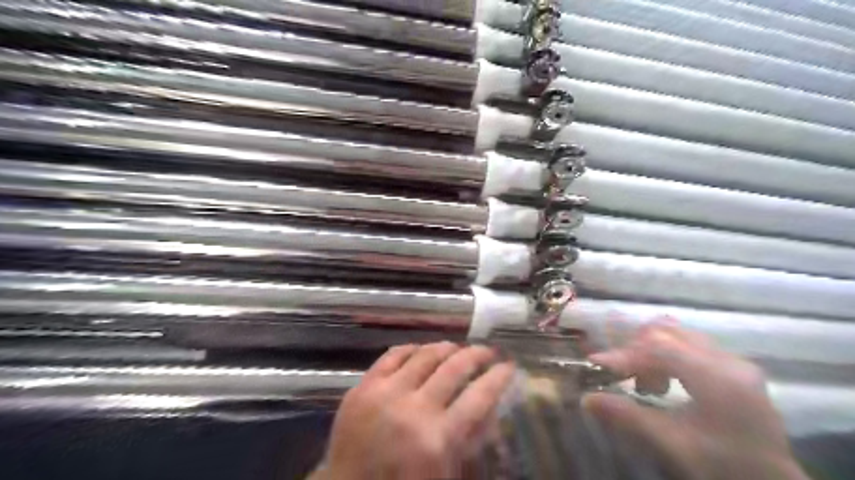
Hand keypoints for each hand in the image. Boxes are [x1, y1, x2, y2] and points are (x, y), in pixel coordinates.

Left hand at [314, 341, 512, 479]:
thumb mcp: (446, 472)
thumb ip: (469, 440)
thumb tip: (489, 405)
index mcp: (438, 439)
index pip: (480, 396)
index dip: (499, 377)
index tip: (508, 365)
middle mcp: (414, 409)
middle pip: (454, 367)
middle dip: (477, 355)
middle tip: (487, 351)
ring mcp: (385, 393)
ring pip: (425, 355)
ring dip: (446, 347)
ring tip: (456, 348)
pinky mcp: (362, 386)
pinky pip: (392, 355)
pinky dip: (411, 349)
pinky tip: (421, 350)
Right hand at [581, 320, 809, 479]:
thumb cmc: (723, 466)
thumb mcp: (672, 444)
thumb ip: (627, 416)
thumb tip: (585, 398)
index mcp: (717, 377)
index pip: (659, 348)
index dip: (624, 354)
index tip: (596, 363)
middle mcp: (728, 360)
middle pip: (668, 333)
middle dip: (637, 349)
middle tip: (620, 373)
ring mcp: (734, 362)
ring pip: (678, 335)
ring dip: (651, 350)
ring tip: (644, 380)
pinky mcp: (735, 368)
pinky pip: (690, 345)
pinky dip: (667, 355)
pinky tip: (664, 380)